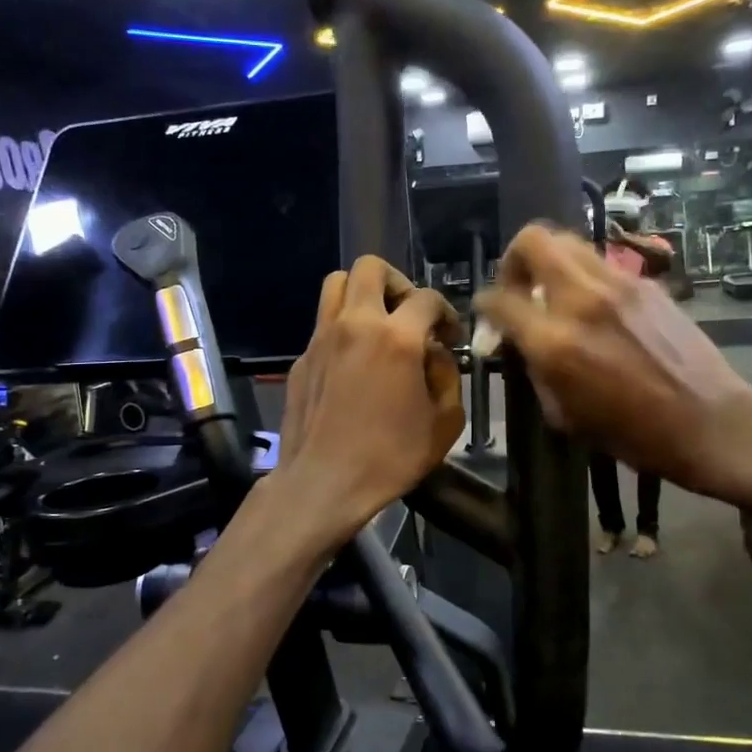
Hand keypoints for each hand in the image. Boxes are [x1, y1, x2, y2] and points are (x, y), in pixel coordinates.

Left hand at [277, 256, 464, 542]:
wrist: (322, 483)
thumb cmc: (390, 458)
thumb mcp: (444, 423)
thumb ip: (447, 377)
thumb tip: (435, 354)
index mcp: (396, 338)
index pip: (427, 298)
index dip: (446, 312)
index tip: (449, 336)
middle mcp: (355, 324)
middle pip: (371, 268)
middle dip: (398, 282)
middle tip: (409, 314)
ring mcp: (321, 338)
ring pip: (336, 284)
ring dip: (362, 293)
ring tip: (378, 324)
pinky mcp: (301, 357)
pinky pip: (323, 323)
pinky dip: (343, 328)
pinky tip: (353, 363)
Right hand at [476, 224, 751, 499]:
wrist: (708, 422)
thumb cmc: (633, 434)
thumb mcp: (565, 415)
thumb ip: (535, 370)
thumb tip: (521, 343)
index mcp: (555, 342)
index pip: (500, 299)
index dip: (484, 304)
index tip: (487, 312)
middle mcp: (582, 300)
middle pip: (534, 240)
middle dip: (514, 258)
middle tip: (519, 285)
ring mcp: (618, 285)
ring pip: (569, 242)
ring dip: (551, 261)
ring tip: (554, 291)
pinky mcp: (646, 283)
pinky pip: (601, 264)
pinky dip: (584, 276)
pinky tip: (594, 306)